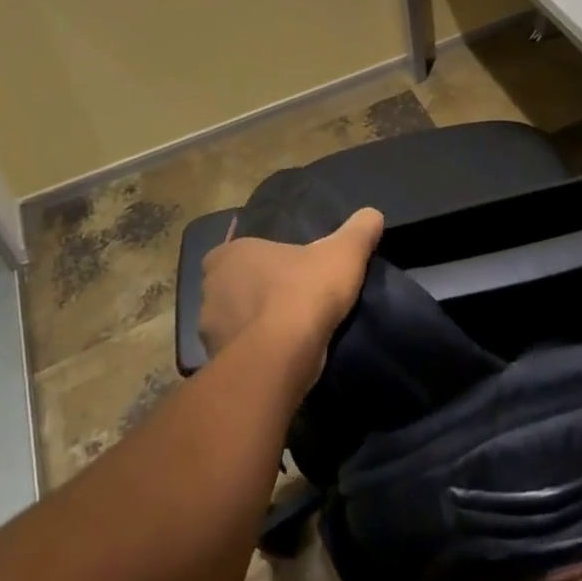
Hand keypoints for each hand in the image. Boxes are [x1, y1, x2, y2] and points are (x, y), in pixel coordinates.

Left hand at [198, 208, 384, 383]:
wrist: (282, 358)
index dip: (260, 258)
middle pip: (233, 286)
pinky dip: (255, 352)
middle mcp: (209, 290)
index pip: (236, 250)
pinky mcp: (216, 365)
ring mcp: (208, 331)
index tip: (284, 267)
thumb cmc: (305, 291)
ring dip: (253, 325)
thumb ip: (359, 230)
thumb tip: (373, 215)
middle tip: (288, 295)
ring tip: (287, 328)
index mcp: (229, 255)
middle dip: (254, 291)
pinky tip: (280, 354)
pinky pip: (237, 353)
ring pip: (233, 321)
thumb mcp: (344, 252)